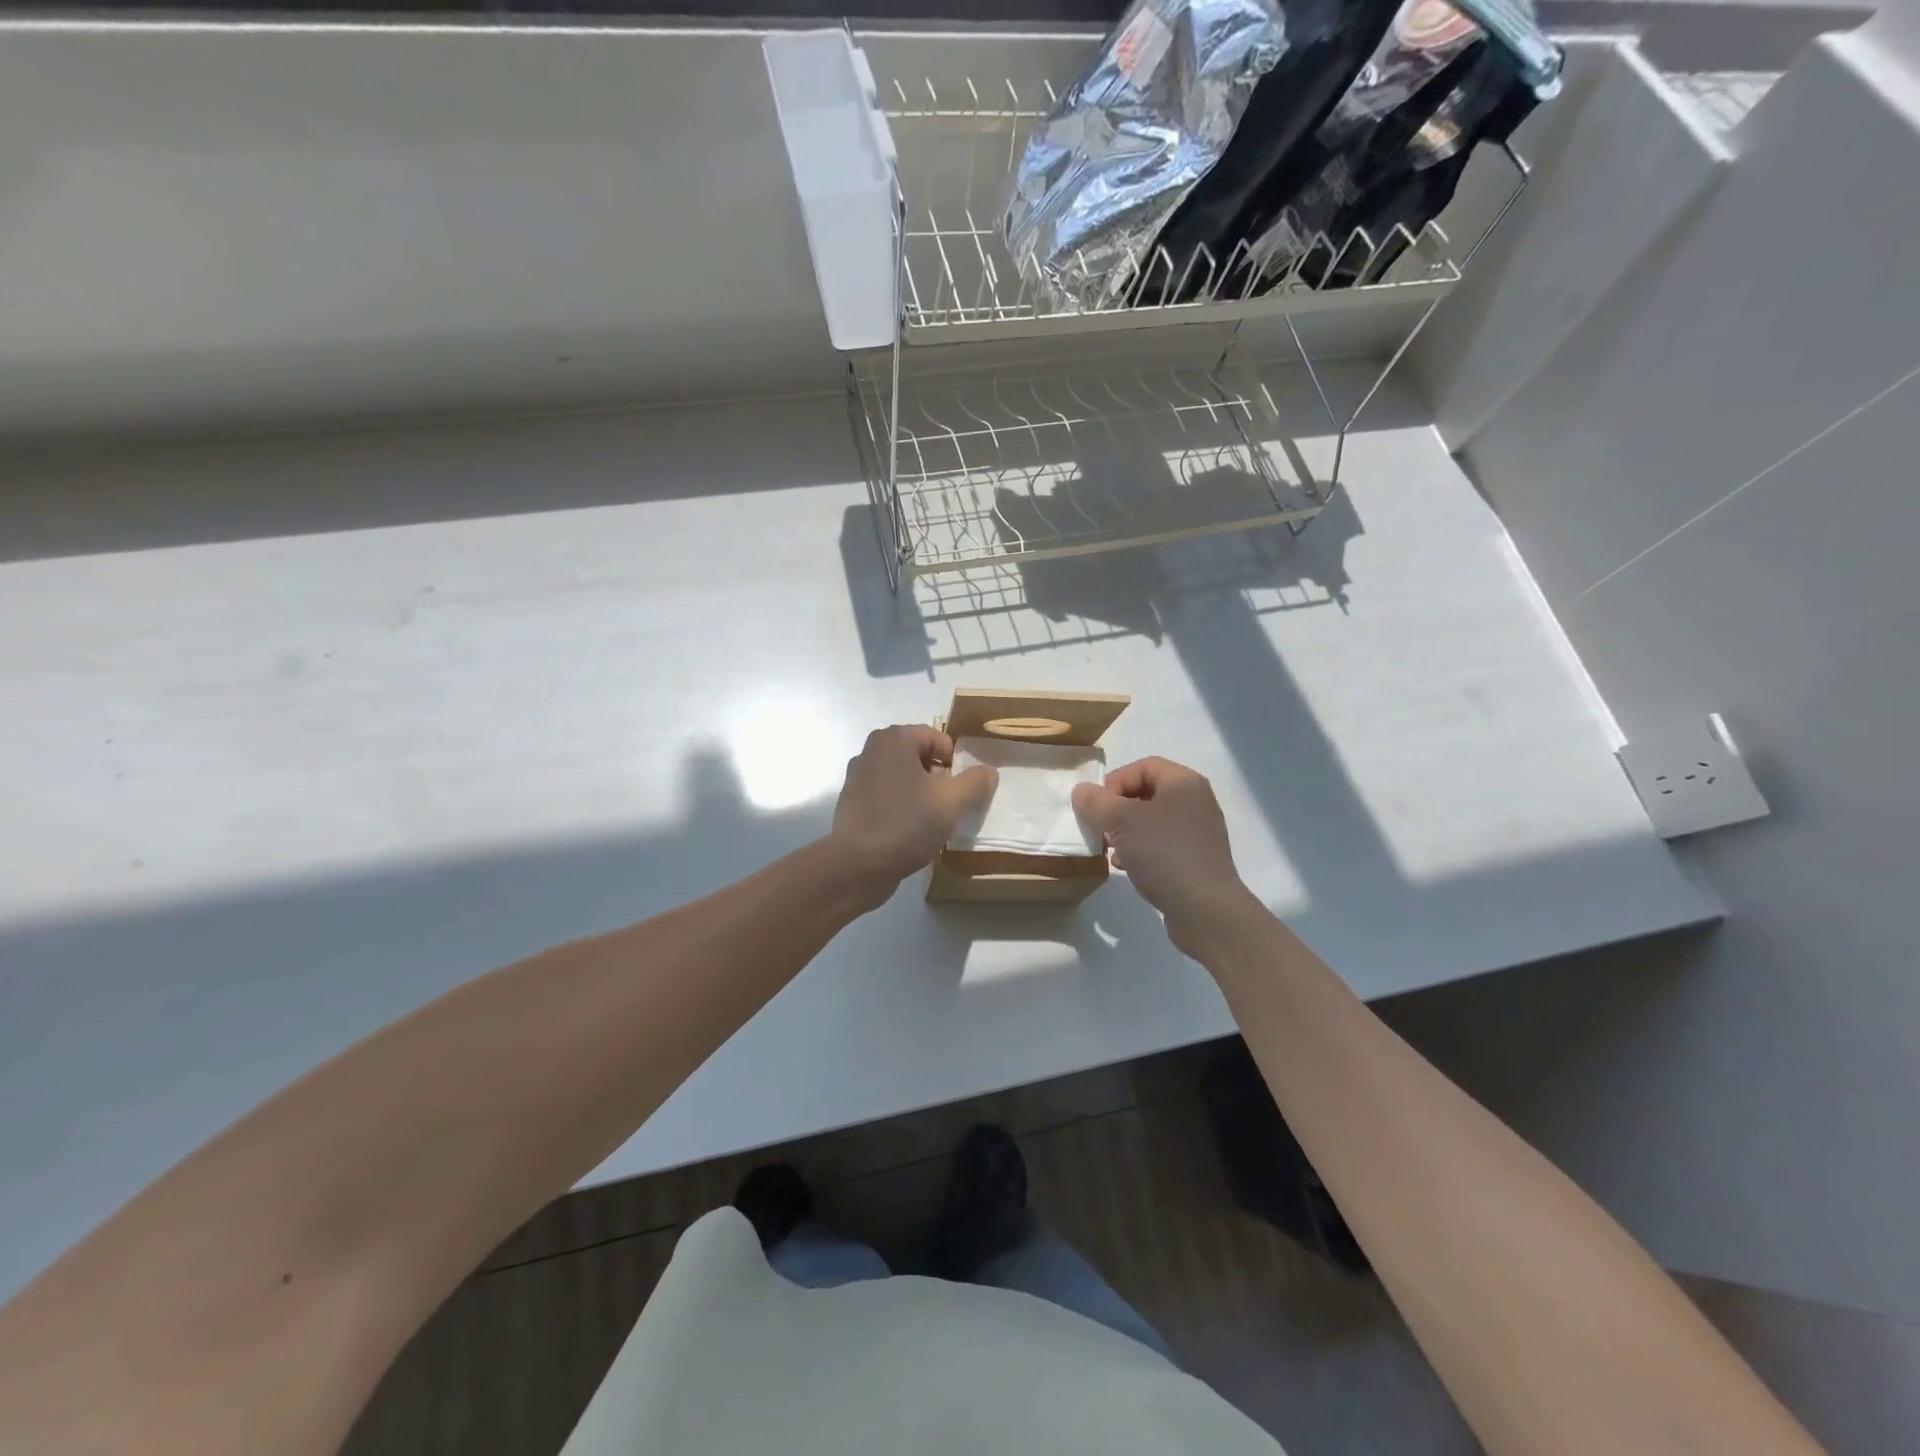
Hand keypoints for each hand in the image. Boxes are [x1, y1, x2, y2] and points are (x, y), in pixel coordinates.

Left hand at [829, 725, 996, 903]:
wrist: (858, 865)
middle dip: (937, 777)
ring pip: (901, 776)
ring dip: (919, 792)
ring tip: (931, 819)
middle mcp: (872, 750)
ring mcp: (857, 776)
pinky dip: (900, 805)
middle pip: (917, 755)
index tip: (962, 788)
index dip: (954, 761)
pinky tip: (908, 830)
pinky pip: (885, 795)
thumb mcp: (951, 802)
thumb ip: (974, 782)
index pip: (936, 737)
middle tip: (949, 804)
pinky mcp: (852, 802)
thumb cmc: (907, 823)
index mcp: (894, 739)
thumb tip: (988, 771)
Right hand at [1073, 757, 1260, 952]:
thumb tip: (1082, 791)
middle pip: (1147, 793)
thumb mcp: (1121, 821)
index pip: (1143, 766)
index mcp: (1184, 783)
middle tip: (1100, 827)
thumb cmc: (1163, 853)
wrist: (1205, 909)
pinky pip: (1162, 844)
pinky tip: (1126, 866)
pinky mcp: (1196, 859)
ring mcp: (1198, 832)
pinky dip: (1140, 849)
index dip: (1115, 781)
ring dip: (1126, 831)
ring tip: (1109, 848)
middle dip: (1117, 808)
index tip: (1097, 807)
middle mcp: (1196, 801)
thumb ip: (1096, 802)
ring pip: (1152, 821)